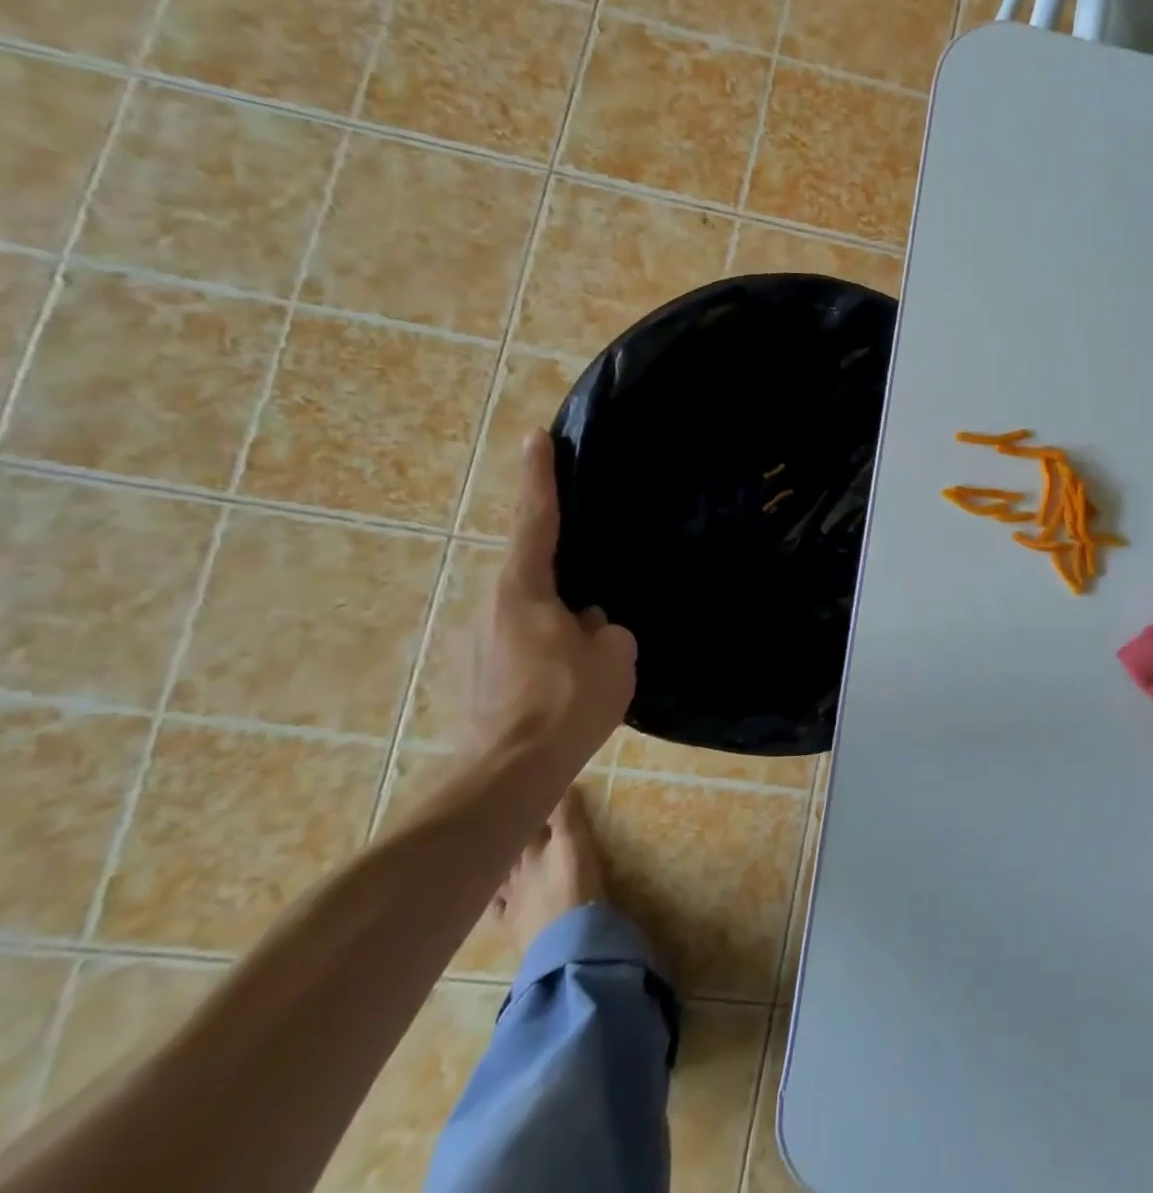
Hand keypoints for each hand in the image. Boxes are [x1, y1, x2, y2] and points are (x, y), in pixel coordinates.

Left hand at [468, 432, 636, 762]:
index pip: (538, 519)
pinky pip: (526, 637)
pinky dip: (550, 639)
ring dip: (560, 610)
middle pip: (534, 567)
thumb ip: (605, 627)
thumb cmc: (565, 702)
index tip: (536, 436)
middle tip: (593, 561)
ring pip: (532, 608)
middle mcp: (493, 605)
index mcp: (524, 589)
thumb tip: (589, 624)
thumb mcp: (613, 655)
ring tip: (592, 633)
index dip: (540, 476)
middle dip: (562, 562)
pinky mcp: (483, 672)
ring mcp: (481, 641)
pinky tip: (574, 668)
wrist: (508, 774)